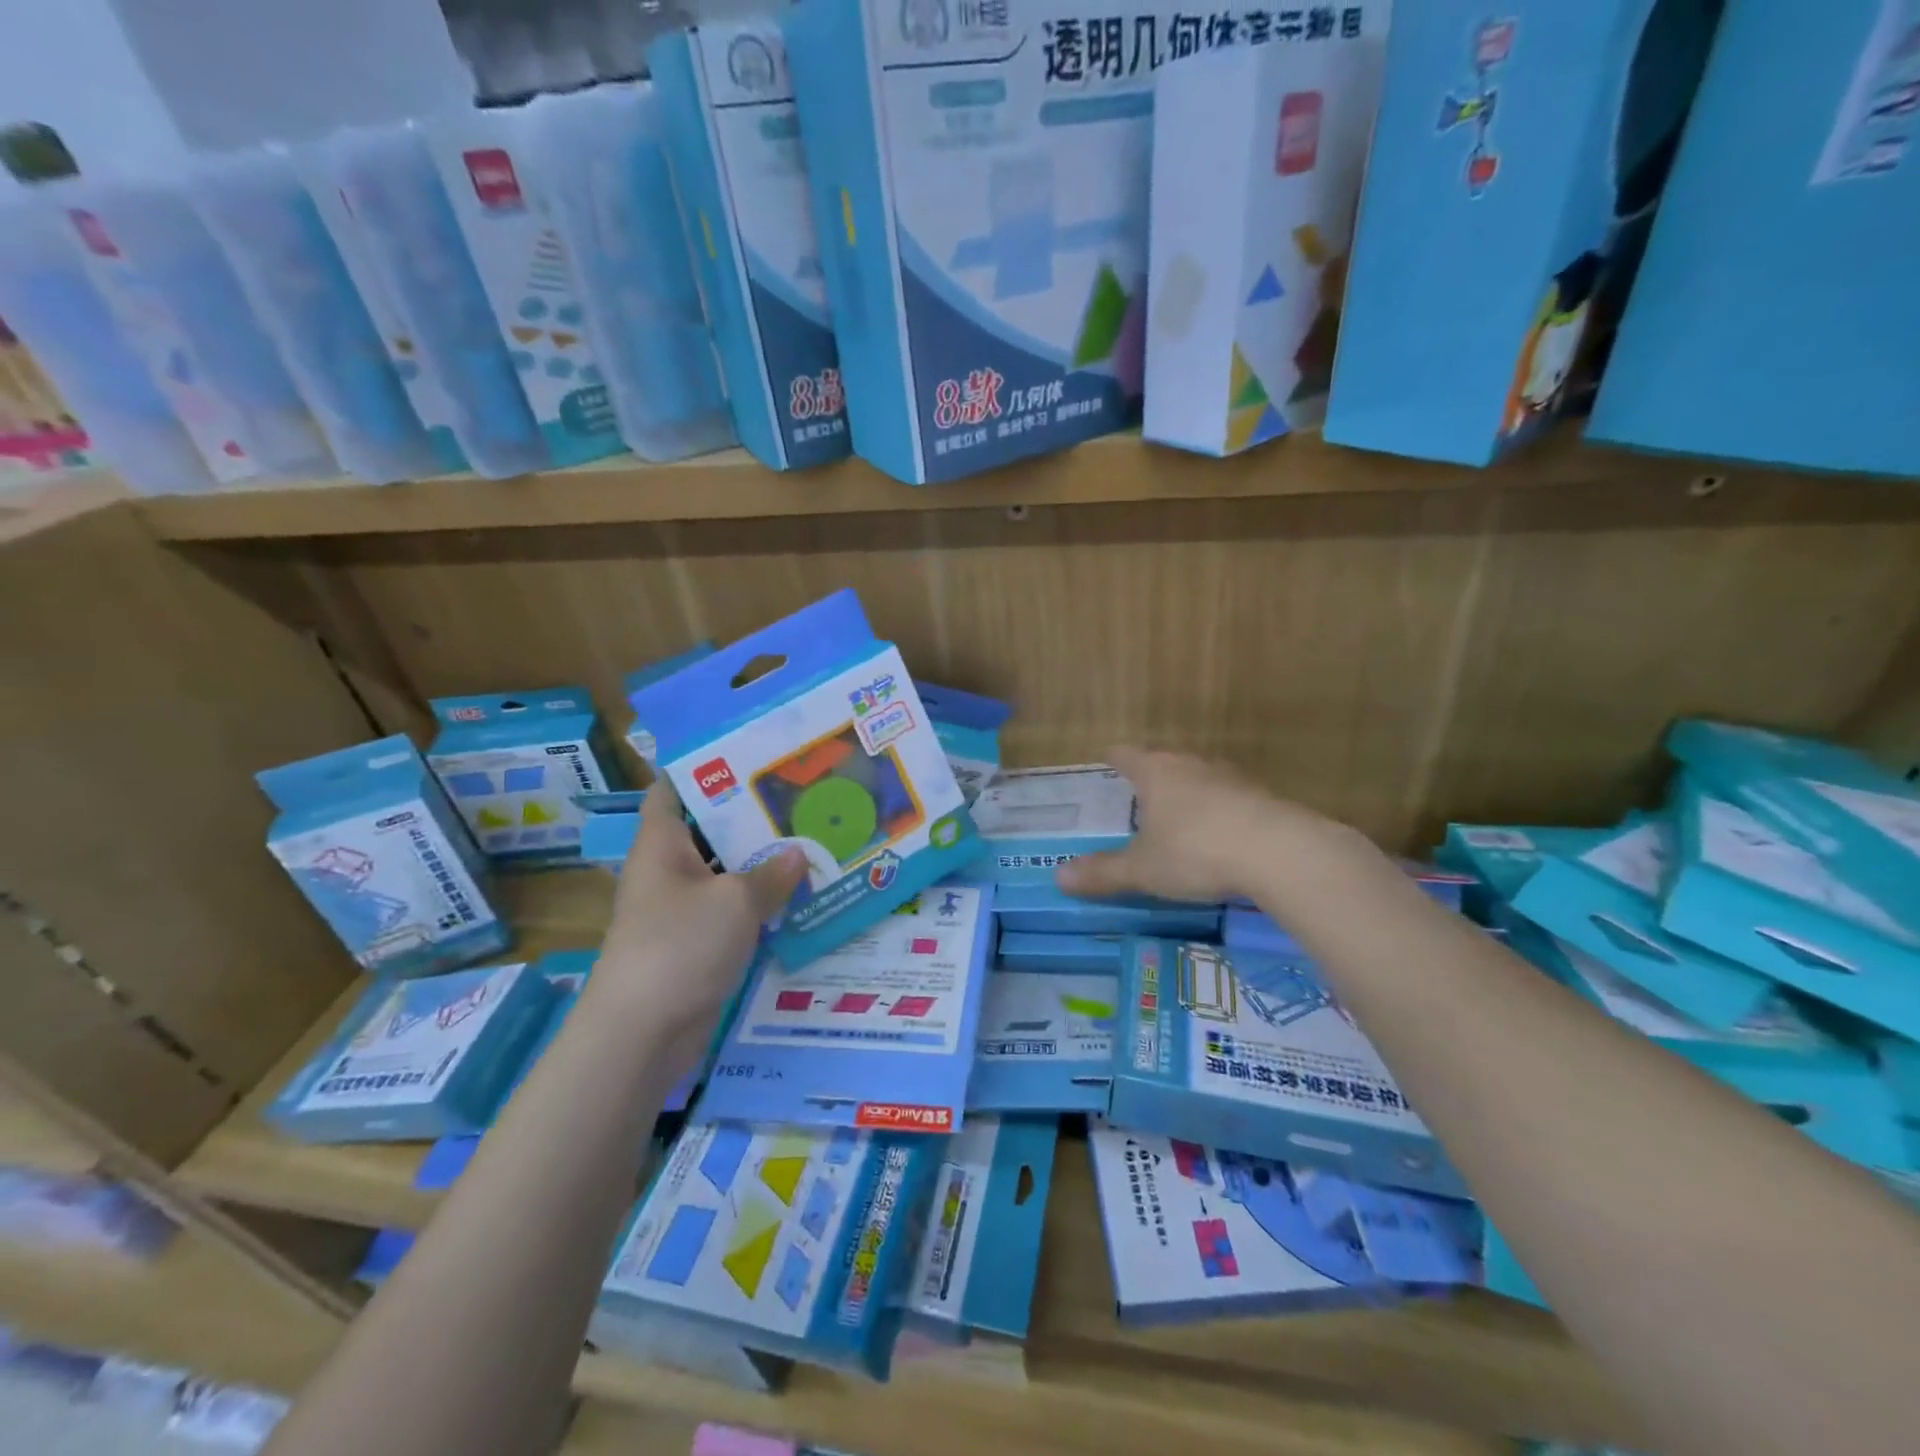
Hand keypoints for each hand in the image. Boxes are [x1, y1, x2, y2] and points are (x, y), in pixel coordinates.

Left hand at [596, 780, 804, 1053]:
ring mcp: (680, 909)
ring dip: (760, 862)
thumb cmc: (680, 946)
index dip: (702, 767)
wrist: (642, 1034)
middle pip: (707, 830)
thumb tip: (798, 854)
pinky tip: (800, 893)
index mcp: (662, 844)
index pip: (672, 790)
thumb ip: (772, 874)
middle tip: (797, 794)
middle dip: (748, 814)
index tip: (746, 753)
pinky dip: (760, 902)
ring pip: (725, 872)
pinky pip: (731, 910)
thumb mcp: (735, 901)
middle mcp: (668, 870)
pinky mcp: (695, 943)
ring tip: (809, 837)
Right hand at [1056, 746, 1339, 903]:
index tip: (1108, 759)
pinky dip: (1220, 811)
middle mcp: (1192, 765)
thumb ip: (1103, 872)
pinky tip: (1221, 835)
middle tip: (1140, 795)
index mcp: (1156, 772)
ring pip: (1200, 777)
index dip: (1115, 758)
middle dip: (1152, 776)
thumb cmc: (1196, 851)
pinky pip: (1231, 798)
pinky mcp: (1263, 796)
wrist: (1279, 852)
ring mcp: (1231, 777)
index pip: (1126, 755)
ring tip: (1180, 816)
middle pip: (1165, 761)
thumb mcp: (1143, 869)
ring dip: (1189, 792)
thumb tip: (1058, 877)